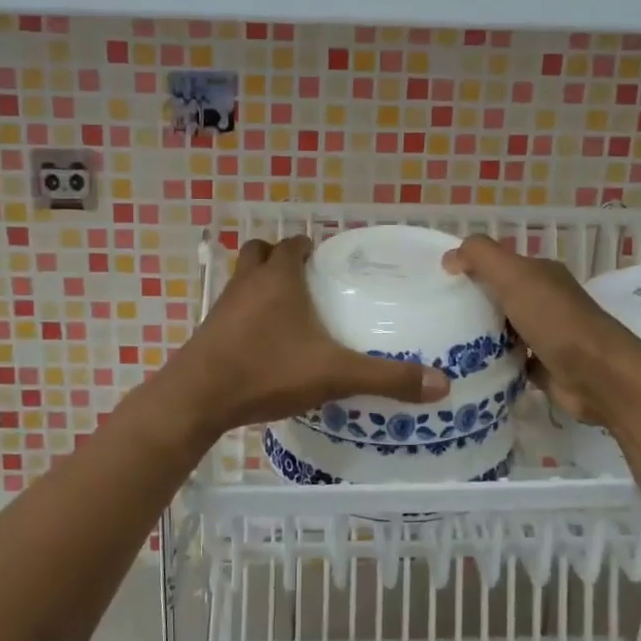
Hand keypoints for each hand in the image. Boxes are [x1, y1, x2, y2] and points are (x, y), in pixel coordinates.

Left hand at [159, 237, 450, 437]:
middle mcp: (248, 282)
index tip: (330, 262)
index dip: (310, 247)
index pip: (293, 243)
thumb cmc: (266, 370)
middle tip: (309, 282)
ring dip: (262, 284)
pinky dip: (247, 314)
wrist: (198, 397)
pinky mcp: (209, 330)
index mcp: (278, 278)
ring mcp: (223, 305)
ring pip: (243, 278)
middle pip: (261, 252)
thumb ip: (386, 378)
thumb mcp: (334, 374)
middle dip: (281, 259)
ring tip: (290, 311)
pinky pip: (232, 308)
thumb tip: (442, 385)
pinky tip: (265, 343)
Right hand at [443, 234, 640, 426]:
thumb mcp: (514, 275)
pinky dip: (491, 363)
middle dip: (469, 304)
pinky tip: (465, 368)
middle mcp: (544, 301)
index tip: (436, 284)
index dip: (468, 269)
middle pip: (498, 297)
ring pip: (502, 330)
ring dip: (478, 336)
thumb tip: (449, 257)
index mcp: (540, 274)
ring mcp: (545, 335)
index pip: (497, 264)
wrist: (599, 376)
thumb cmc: (555, 320)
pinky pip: (508, 360)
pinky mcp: (543, 367)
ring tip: (440, 344)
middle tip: (432, 316)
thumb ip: (480, 257)